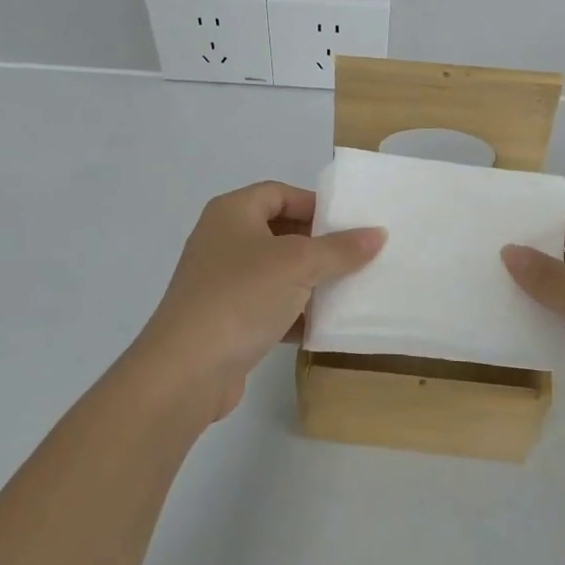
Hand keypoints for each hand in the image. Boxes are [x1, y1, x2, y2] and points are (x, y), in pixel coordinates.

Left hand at [130, 181, 385, 419]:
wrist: (186, 371)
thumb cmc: (241, 297)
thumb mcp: (298, 265)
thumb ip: (340, 248)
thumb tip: (377, 234)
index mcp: (232, 213)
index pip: (278, 193)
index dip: (314, 203)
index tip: (349, 224)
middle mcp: (222, 241)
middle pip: (278, 231)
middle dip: (317, 244)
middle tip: (356, 256)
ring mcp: (221, 283)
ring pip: (275, 272)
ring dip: (309, 281)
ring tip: (348, 289)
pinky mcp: (226, 321)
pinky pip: (268, 307)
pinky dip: (294, 313)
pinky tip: (324, 325)